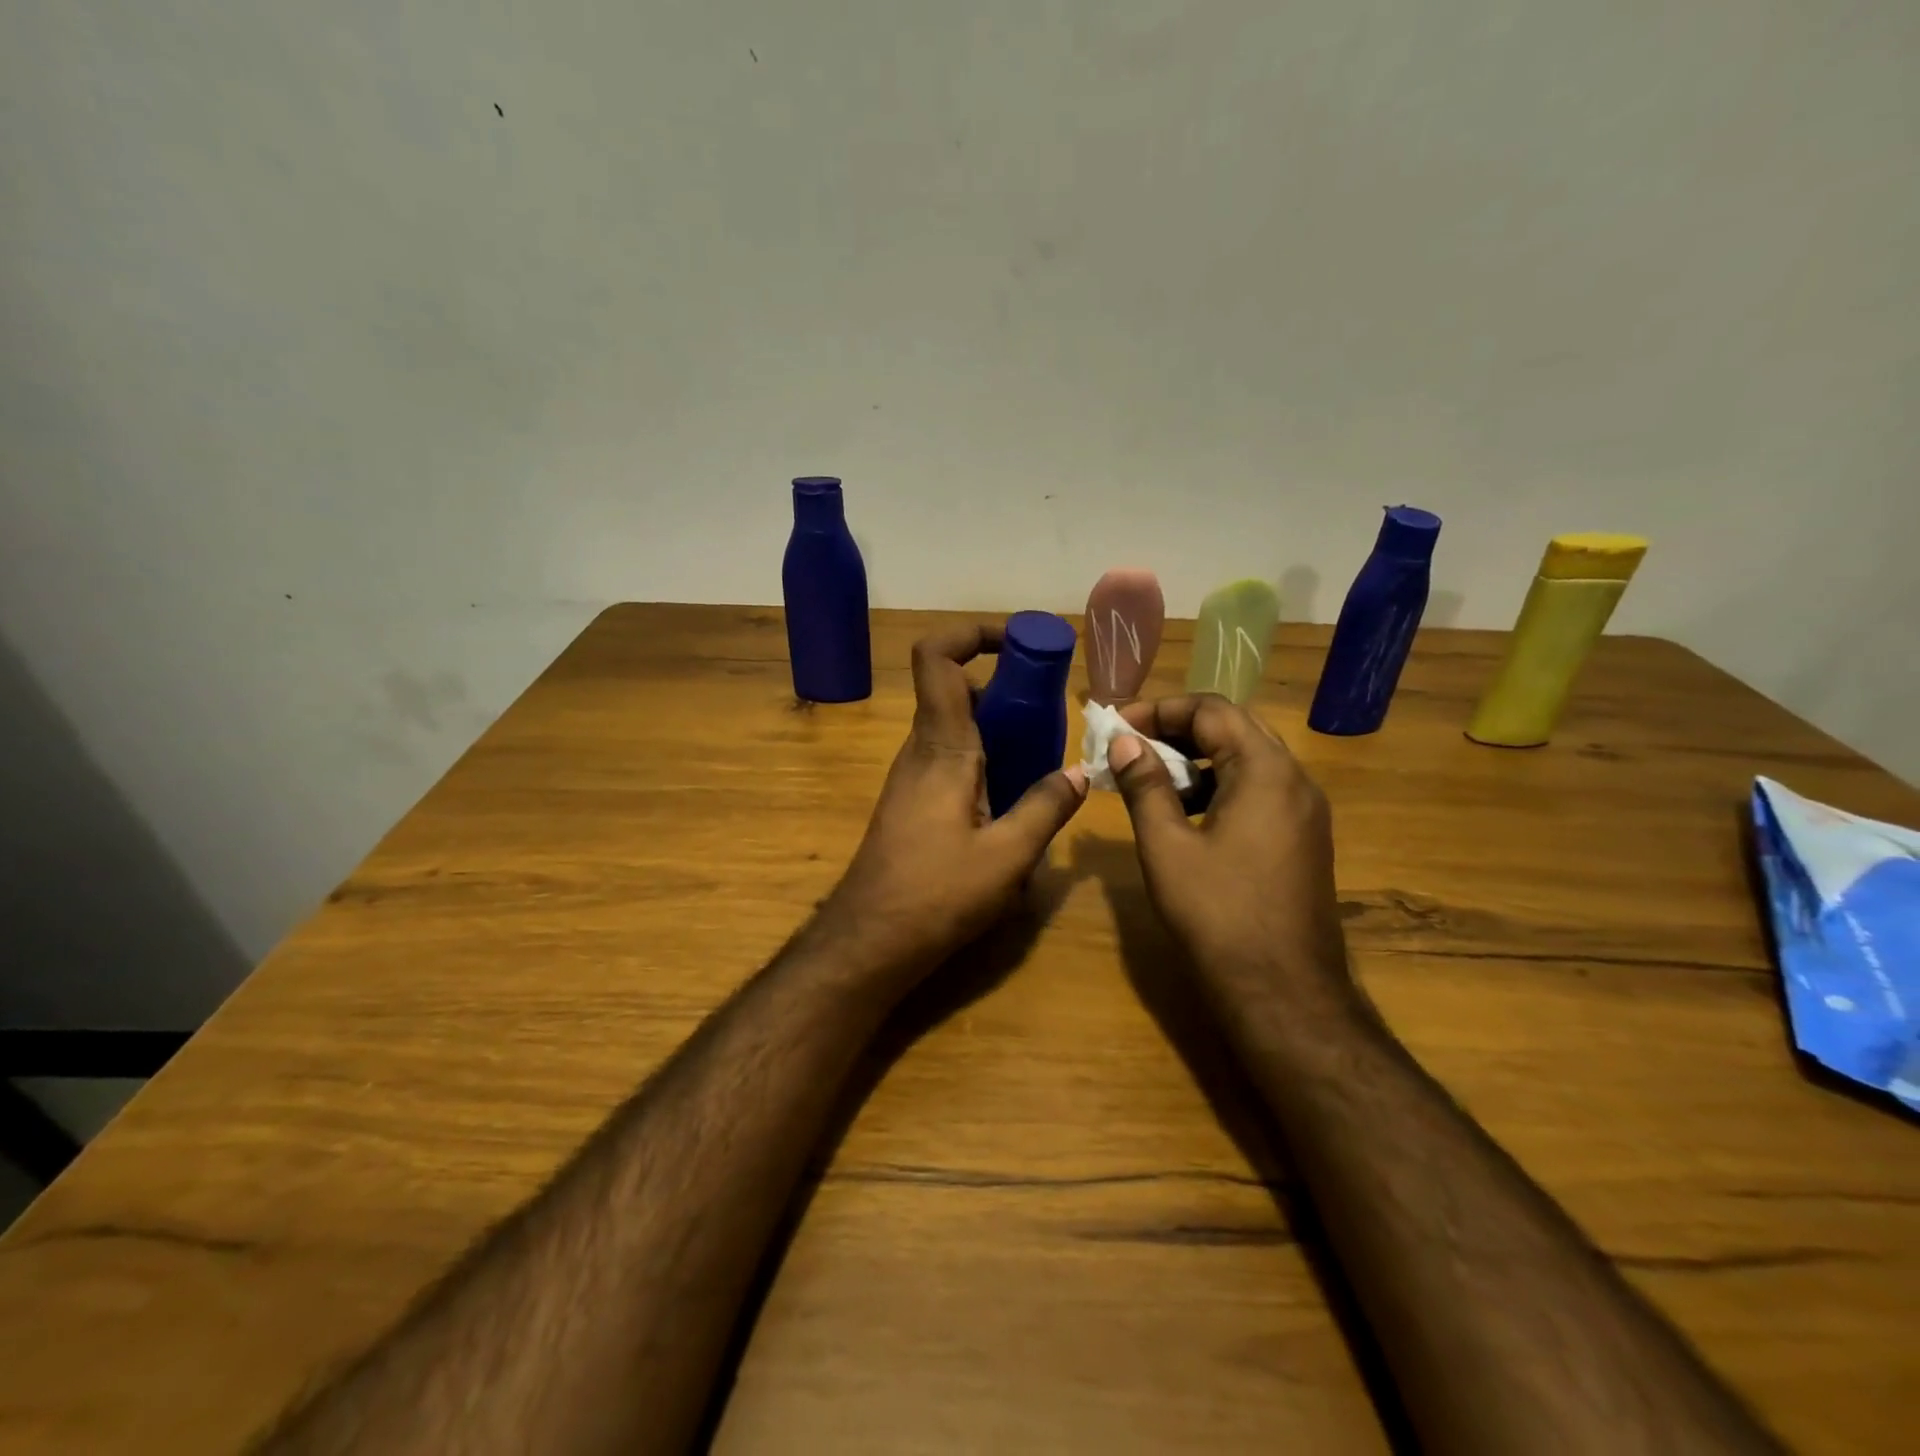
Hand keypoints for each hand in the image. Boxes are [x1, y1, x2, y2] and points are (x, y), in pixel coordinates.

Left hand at [816, 624, 1087, 977]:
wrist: (870, 940)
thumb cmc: (936, 893)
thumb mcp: (1007, 856)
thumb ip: (1046, 808)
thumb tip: (1079, 773)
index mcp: (942, 746)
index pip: (938, 658)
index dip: (973, 634)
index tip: (1020, 643)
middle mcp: (921, 749)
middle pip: (956, 688)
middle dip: (1006, 686)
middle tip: (1052, 709)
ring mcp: (912, 775)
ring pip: (956, 725)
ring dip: (998, 725)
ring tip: (1043, 753)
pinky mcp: (912, 801)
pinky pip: (951, 757)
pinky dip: (985, 756)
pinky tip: (1013, 796)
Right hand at [1108, 695, 1349, 994]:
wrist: (1284, 992)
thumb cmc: (1218, 914)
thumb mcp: (1167, 846)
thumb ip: (1145, 785)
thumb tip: (1124, 741)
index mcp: (1265, 771)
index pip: (1212, 710)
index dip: (1160, 709)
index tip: (1118, 726)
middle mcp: (1295, 780)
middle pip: (1234, 729)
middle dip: (1178, 729)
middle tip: (1131, 745)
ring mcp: (1305, 811)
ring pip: (1247, 760)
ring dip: (1197, 758)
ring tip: (1151, 779)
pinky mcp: (1303, 839)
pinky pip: (1259, 791)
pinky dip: (1219, 787)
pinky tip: (1186, 815)